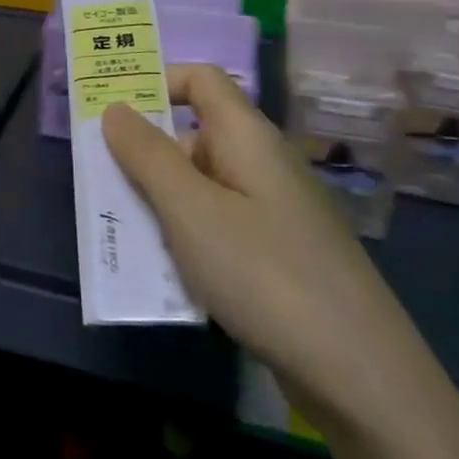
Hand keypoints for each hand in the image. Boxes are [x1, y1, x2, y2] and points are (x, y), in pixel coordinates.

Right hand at [101, 65, 437, 430]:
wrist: (362, 377)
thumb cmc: (265, 274)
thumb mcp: (190, 210)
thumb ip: (147, 155)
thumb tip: (115, 108)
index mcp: (247, 138)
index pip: (200, 80)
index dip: (155, 82)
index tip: (109, 110)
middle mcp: (262, 165)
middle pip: (193, 136)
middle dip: (142, 154)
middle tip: (96, 180)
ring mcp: (272, 213)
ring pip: (200, 187)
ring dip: (157, 202)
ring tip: (118, 230)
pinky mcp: (276, 257)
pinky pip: (216, 227)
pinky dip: (183, 238)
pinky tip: (163, 272)